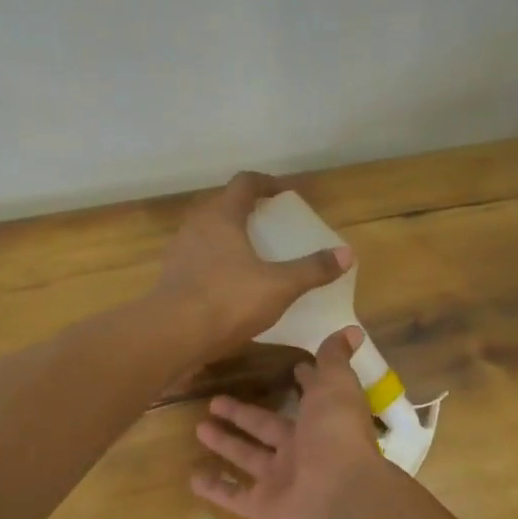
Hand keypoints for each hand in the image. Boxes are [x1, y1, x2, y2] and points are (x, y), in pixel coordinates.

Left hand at [155, 172, 351, 363]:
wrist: (171, 336)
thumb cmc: (227, 300)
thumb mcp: (279, 286)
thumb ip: (312, 269)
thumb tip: (346, 254)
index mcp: (222, 216)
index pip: (245, 183)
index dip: (267, 183)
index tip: (284, 192)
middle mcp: (196, 226)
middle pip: (222, 205)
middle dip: (247, 210)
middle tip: (270, 224)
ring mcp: (179, 252)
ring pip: (208, 233)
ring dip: (229, 237)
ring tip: (253, 255)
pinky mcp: (171, 278)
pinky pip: (198, 259)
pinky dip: (217, 262)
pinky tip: (232, 285)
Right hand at [192, 328, 386, 518]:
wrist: (339, 501)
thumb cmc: (337, 437)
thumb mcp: (337, 387)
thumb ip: (335, 361)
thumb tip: (350, 331)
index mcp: (322, 421)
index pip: (309, 398)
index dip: (301, 384)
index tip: (287, 369)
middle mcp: (303, 451)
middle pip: (267, 428)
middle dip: (243, 414)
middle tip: (213, 400)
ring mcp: (282, 482)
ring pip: (248, 458)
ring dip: (225, 444)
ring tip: (197, 427)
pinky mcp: (264, 509)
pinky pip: (234, 497)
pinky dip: (215, 488)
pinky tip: (192, 476)